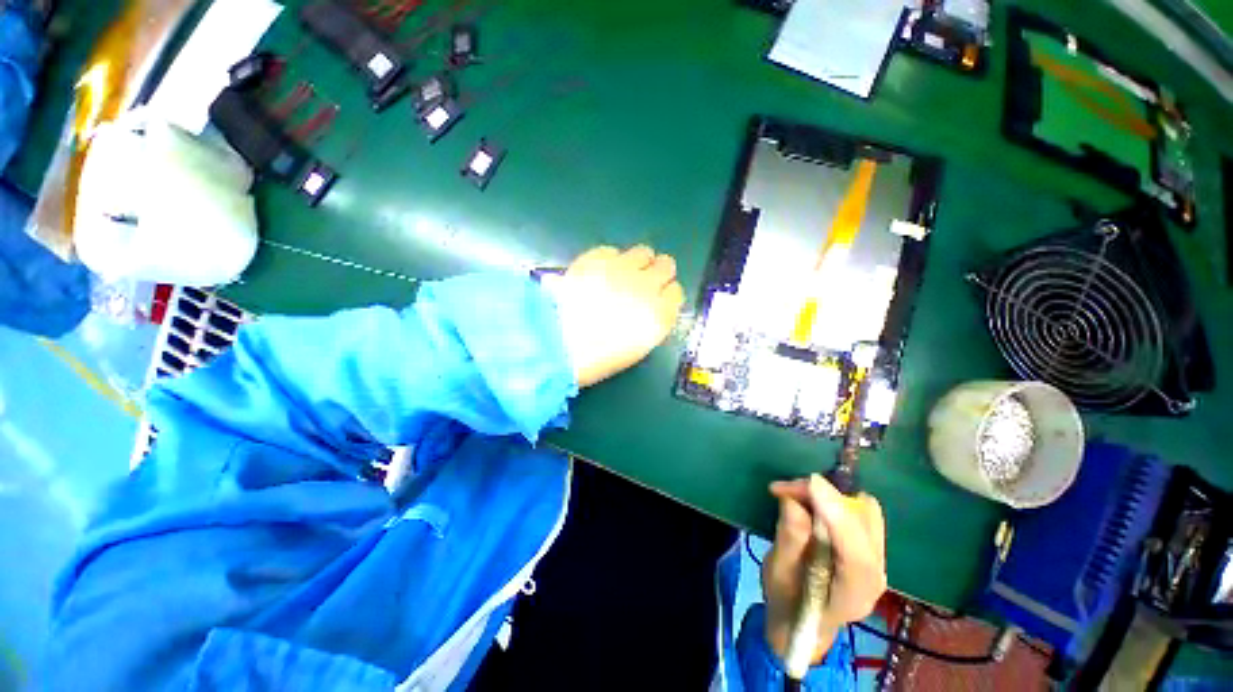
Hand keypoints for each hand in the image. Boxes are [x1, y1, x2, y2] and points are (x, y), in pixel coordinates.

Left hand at [550, 244, 684, 387]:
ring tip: (622, 273)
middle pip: (667, 265)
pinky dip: (610, 260)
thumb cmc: (600, 356)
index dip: (665, 294)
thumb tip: (653, 303)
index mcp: (659, 314)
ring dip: (637, 262)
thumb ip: (653, 320)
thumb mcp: (638, 345)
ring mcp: (622, 269)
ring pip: (644, 252)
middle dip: (658, 272)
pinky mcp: (597, 258)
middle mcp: (647, 286)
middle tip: (641, 282)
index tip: (656, 298)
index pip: (676, 291)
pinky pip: (613, 251)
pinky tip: (598, 274)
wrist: (560, 345)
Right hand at [762, 475, 886, 664]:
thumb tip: (793, 501)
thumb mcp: (778, 574)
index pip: (857, 552)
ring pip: (864, 510)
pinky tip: (810, 499)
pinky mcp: (870, 544)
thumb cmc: (786, 600)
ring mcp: (877, 557)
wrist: (801, 619)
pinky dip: (833, 497)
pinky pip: (859, 510)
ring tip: (795, 493)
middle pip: (864, 523)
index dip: (835, 513)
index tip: (810, 483)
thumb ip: (789, 541)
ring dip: (828, 494)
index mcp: (854, 592)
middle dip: (825, 496)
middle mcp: (876, 572)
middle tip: (786, 490)